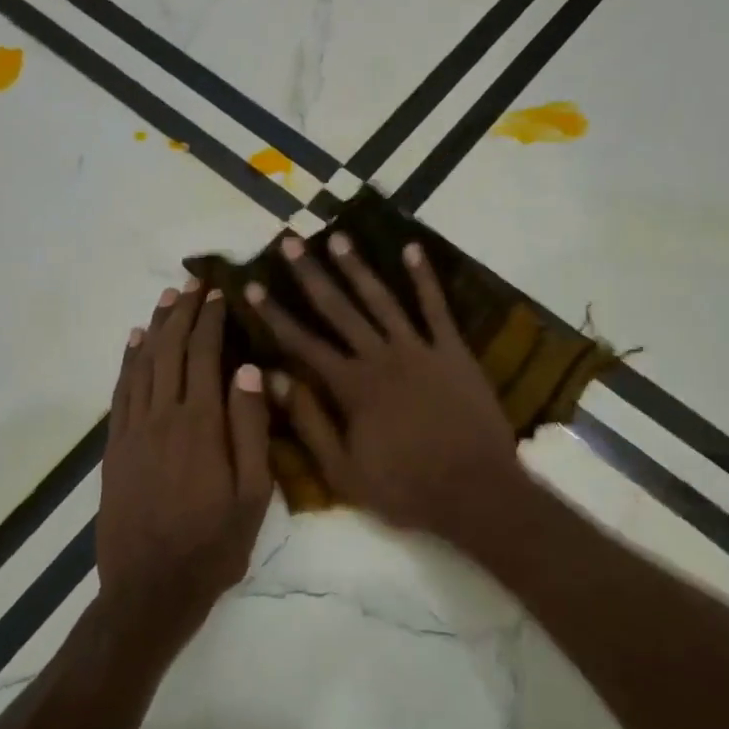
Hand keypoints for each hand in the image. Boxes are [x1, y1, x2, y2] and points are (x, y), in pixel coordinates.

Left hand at [97, 280, 272, 643]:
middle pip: (170, 351)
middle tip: (193, 281)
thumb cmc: (214, 544)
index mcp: (201, 425)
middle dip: (183, 312)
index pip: (204, 356)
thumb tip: (250, 370)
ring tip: (167, 298)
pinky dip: (128, 360)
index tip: (219, 292)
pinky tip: (134, 342)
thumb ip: (252, 429)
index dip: (211, 321)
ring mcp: (133, 431)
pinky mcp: (115, 448)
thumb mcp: (254, 494)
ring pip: (143, 364)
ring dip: (156, 327)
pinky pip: (120, 392)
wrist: (150, 589)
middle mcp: (163, 417)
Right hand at [243, 233, 522, 536]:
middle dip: (311, 274)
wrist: (475, 491)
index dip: (275, 314)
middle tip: (290, 241)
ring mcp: (420, 349)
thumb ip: (309, 422)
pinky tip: (413, 249)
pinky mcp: (454, 351)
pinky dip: (425, 278)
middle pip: (339, 309)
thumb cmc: (405, 488)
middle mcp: (381, 357)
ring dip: (358, 267)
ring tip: (338, 237)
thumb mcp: (344, 470)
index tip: (252, 285)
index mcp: (351, 387)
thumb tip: (275, 379)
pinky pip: (437, 308)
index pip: (303, 343)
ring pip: (382, 299)